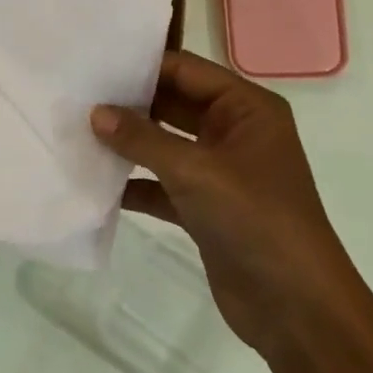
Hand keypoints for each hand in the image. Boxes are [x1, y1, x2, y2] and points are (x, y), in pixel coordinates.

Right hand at [90, 51, 359, 345]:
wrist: (296, 308)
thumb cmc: (255, 220)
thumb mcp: (195, 171)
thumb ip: (142, 139)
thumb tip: (95, 113)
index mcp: (246, 109)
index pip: (186, 71)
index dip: (141, 66)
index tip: (92, 64)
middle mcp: (234, 132)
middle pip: (172, 104)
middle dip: (128, 103)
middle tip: (76, 96)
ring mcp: (219, 172)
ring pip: (164, 145)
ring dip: (127, 143)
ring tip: (76, 132)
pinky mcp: (204, 207)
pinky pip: (161, 184)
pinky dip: (133, 183)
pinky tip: (94, 182)